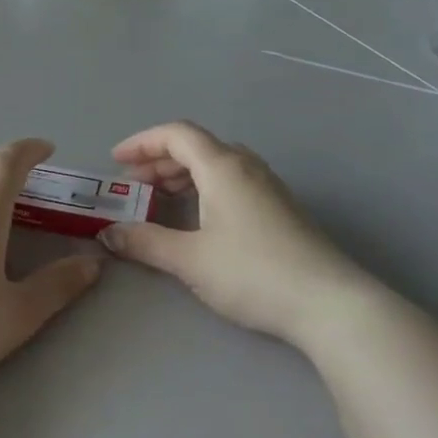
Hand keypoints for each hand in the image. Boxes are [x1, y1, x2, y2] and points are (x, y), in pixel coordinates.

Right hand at [99, 122, 365, 344]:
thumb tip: (108, 233)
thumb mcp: (190, 259)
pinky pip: (232, 180)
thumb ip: (146, 242)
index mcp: (222, 166)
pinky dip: (205, 186)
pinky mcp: (280, 207)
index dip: (142, 142)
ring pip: (216, 163)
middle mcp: (246, 165)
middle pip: (196, 146)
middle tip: (133, 185)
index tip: (116, 161)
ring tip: (160, 198)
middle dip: (159, 160)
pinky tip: (198, 217)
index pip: (176, 134)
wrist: (328, 303)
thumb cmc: (253, 272)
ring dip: (183, 174)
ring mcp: (268, 185)